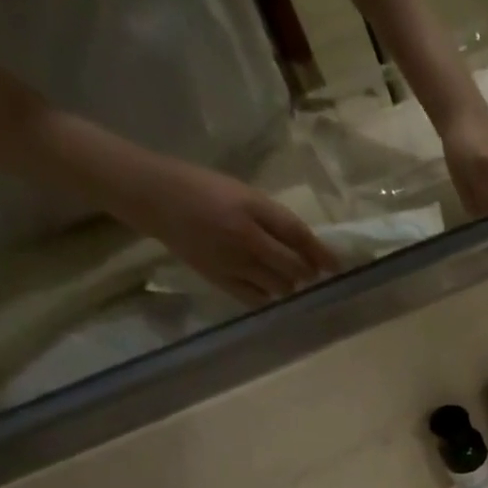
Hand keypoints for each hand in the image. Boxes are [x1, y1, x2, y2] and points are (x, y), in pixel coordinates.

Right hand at [116, 156, 338, 305]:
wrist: (151, 195)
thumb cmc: (201, 188)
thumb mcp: (242, 193)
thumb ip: (274, 219)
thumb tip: (309, 247)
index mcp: (250, 208)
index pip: (298, 235)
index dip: (321, 253)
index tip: (337, 266)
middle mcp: (245, 237)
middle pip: (294, 268)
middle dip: (307, 272)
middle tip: (309, 272)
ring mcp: (232, 262)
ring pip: (280, 287)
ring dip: (289, 285)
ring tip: (284, 277)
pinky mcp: (219, 280)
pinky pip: (257, 300)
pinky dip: (268, 296)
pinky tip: (266, 288)